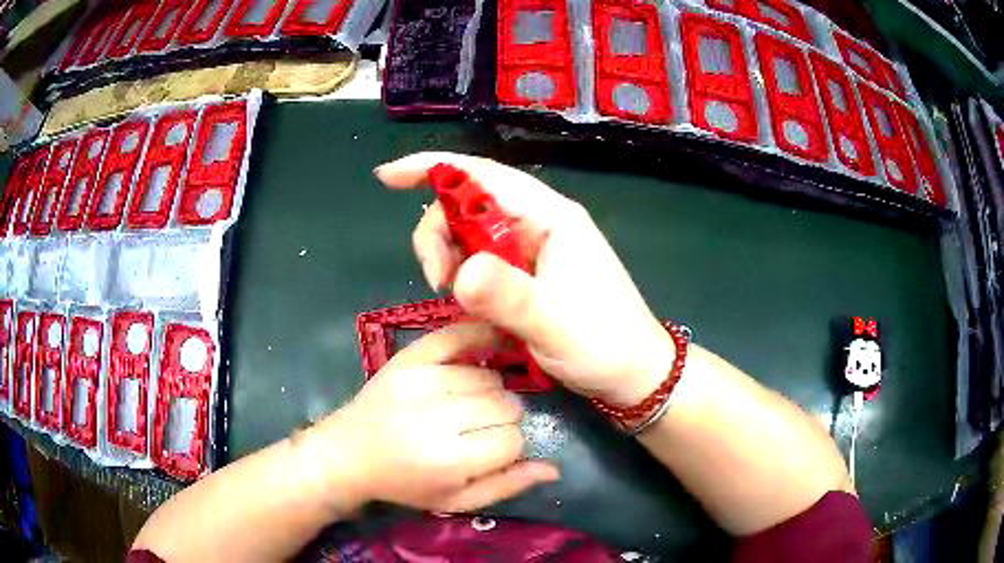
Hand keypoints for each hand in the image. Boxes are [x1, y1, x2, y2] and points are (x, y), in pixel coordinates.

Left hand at [310, 323, 557, 512]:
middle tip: (479, 429)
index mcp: (450, 459)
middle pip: (506, 403)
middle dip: (503, 419)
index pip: (513, 439)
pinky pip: (459, 335)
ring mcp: (421, 379)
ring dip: (488, 391)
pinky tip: (490, 345)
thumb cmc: (405, 484)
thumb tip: (554, 468)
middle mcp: (438, 415)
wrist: (350, 453)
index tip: (494, 451)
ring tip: (467, 405)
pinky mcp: (409, 357)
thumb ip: (506, 486)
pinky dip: (479, 338)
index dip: (510, 446)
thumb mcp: (455, 501)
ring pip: (489, 376)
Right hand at [376, 152, 673, 406]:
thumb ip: (507, 295)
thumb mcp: (553, 322)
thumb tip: (458, 272)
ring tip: (458, 300)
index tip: (388, 178)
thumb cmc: (604, 343)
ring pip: (470, 236)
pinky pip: (482, 263)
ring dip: (451, 261)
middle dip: (440, 235)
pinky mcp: (528, 274)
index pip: (481, 175)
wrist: (633, 373)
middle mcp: (538, 224)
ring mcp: (532, 249)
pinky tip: (471, 304)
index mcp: (549, 217)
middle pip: (467, 205)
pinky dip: (466, 279)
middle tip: (439, 282)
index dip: (431, 168)